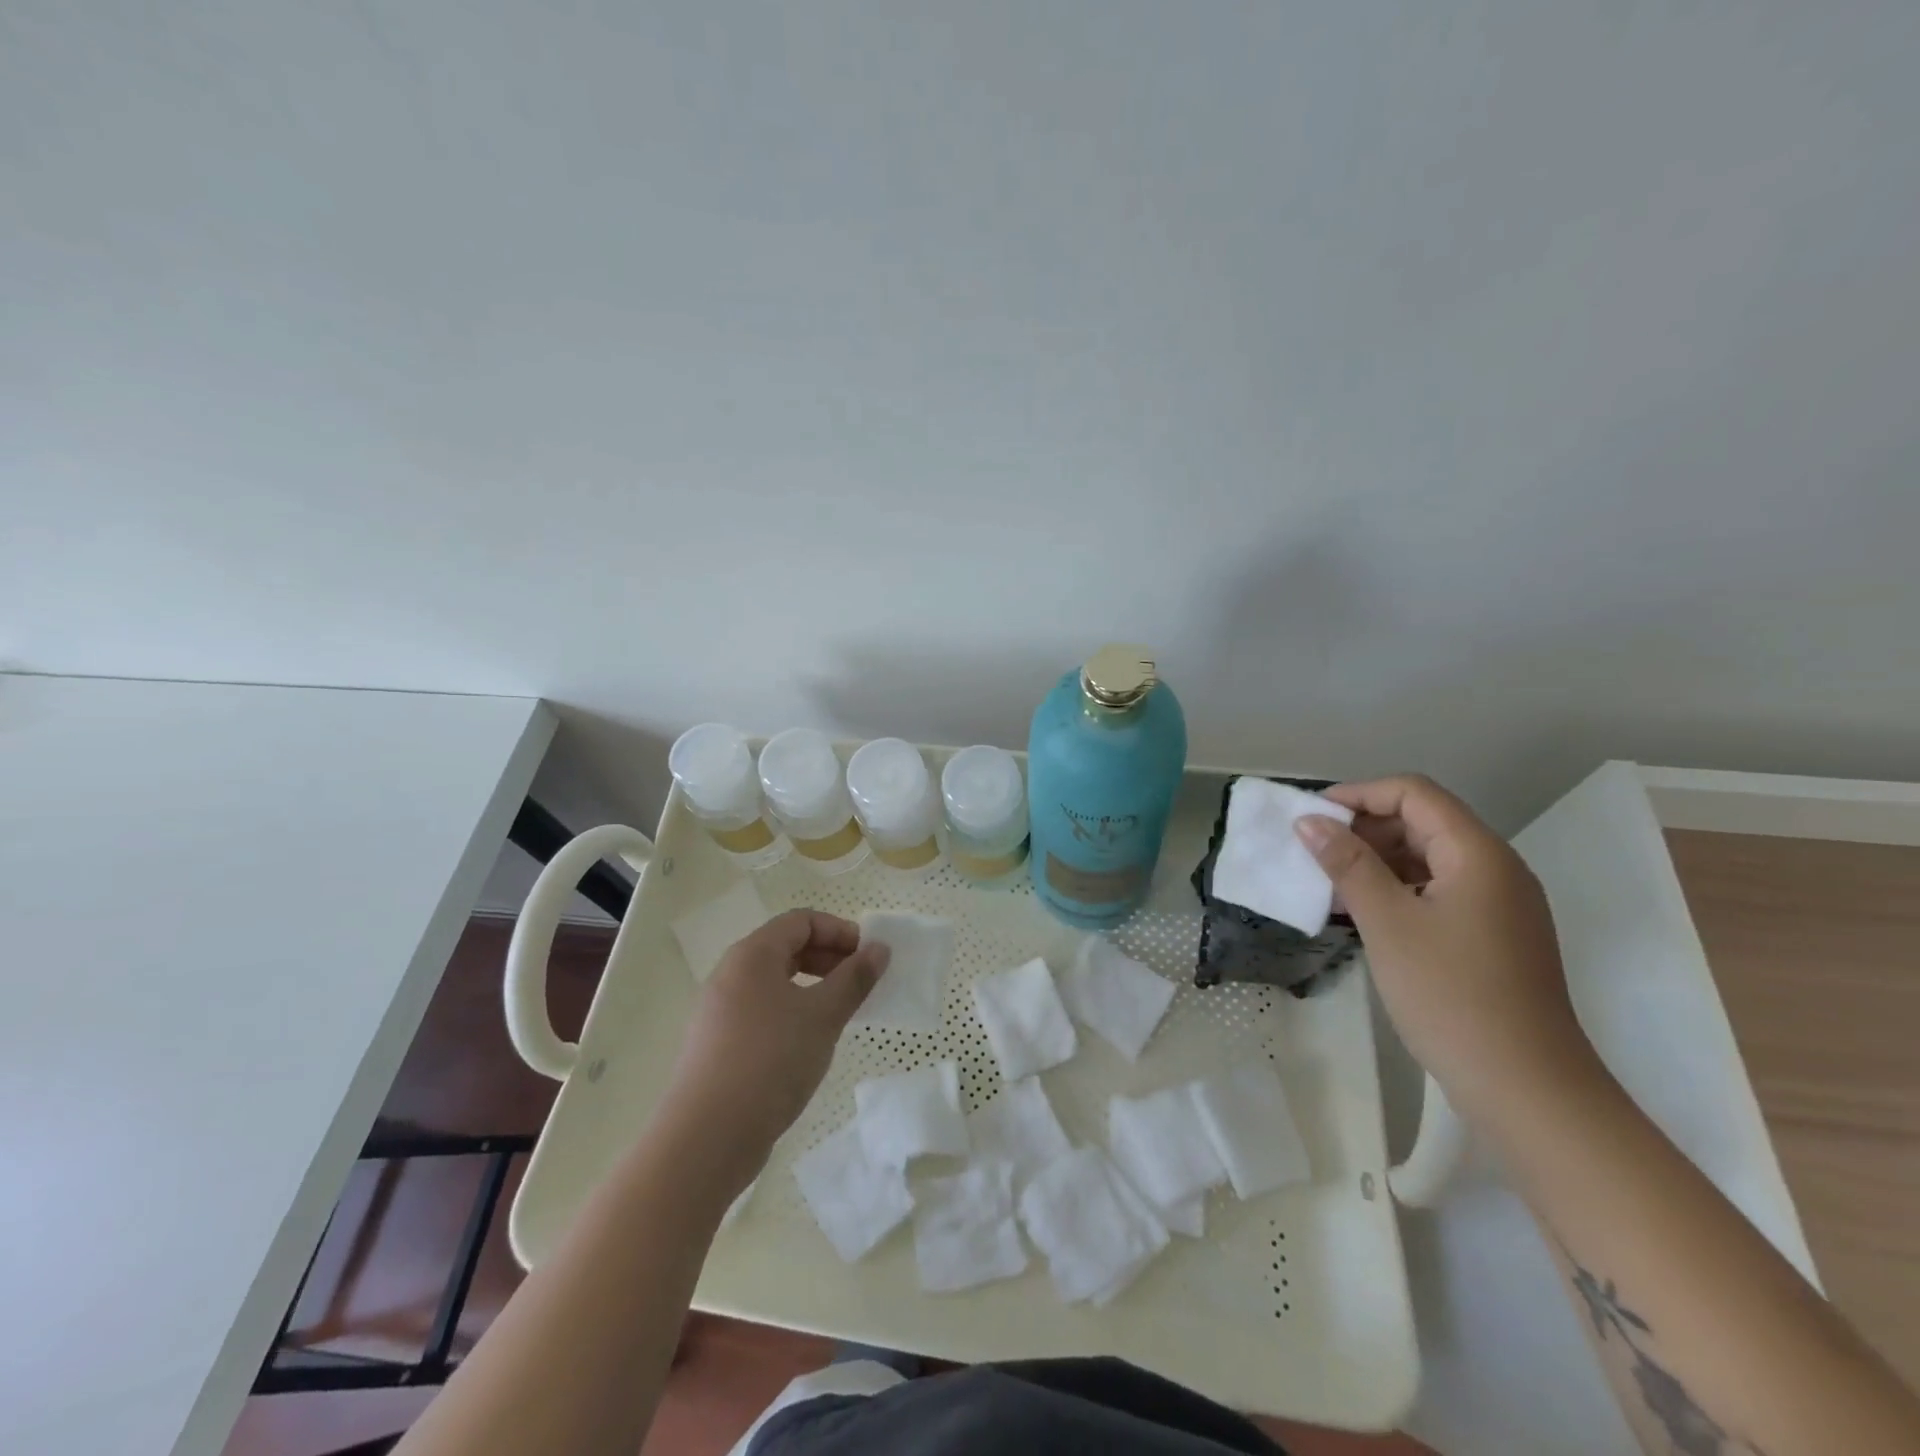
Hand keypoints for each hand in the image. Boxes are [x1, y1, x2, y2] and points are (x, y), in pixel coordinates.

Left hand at [661, 910, 888, 1182]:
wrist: (707, 1137)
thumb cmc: (771, 1061)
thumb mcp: (823, 1016)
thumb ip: (854, 978)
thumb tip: (879, 949)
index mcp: (752, 955)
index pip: (801, 921)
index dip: (839, 931)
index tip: (868, 956)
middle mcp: (730, 974)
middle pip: (786, 947)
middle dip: (828, 958)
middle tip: (860, 983)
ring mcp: (719, 1010)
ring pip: (774, 982)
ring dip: (812, 987)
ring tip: (839, 1013)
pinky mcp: (717, 1044)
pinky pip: (761, 1010)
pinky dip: (792, 1012)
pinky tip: (809, 1043)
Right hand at [1295, 775, 1596, 1118]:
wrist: (1527, 1089)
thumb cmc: (1451, 995)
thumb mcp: (1387, 923)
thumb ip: (1347, 864)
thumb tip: (1309, 822)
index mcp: (1478, 854)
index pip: (1414, 794)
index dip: (1359, 795)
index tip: (1311, 819)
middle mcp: (1495, 869)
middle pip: (1422, 822)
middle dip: (1363, 829)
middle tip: (1313, 855)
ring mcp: (1497, 905)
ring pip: (1427, 859)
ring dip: (1375, 862)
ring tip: (1327, 886)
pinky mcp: (1491, 936)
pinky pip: (1436, 892)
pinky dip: (1395, 891)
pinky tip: (1360, 915)